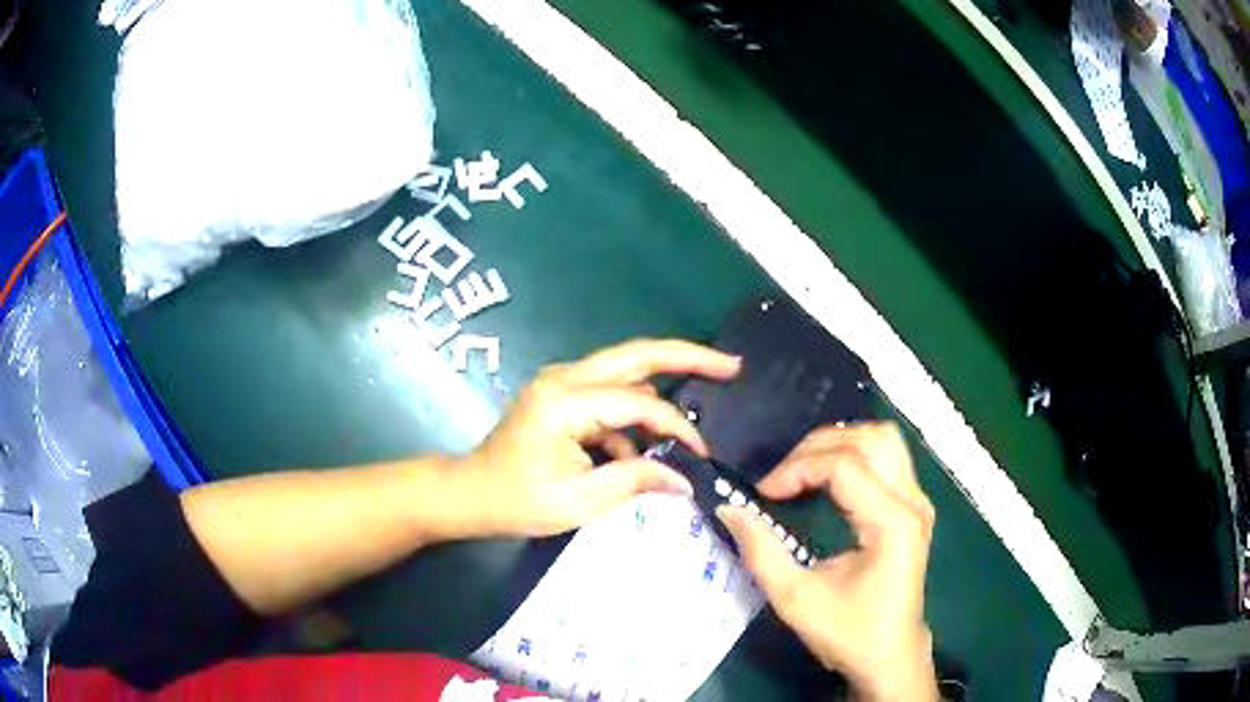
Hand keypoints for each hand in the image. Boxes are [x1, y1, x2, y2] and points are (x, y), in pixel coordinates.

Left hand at [452, 339, 739, 537]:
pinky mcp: (562, 395)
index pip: (637, 402)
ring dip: (661, 390)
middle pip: (636, 355)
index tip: (701, 455)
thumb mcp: (580, 500)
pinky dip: (631, 417)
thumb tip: (685, 480)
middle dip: (687, 357)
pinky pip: (609, 396)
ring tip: (694, 412)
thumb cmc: (518, 501)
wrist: (470, 494)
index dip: (675, 427)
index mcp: (564, 401)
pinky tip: (639, 450)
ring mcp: (561, 383)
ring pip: (625, 371)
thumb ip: (635, 482)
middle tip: (730, 364)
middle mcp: (564, 378)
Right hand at [717, 422, 938, 701]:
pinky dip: (854, 455)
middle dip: (818, 447)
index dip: (797, 468)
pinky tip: (828, 478)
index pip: (844, 466)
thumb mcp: (796, 600)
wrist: (890, 657)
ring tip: (803, 469)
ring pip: (884, 440)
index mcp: (891, 523)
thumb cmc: (849, 633)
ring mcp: (918, 501)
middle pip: (870, 439)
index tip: (763, 493)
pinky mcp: (914, 508)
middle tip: (782, 477)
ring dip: (840, 444)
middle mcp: (912, 502)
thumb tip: (729, 510)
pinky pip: (887, 458)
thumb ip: (761, 552)